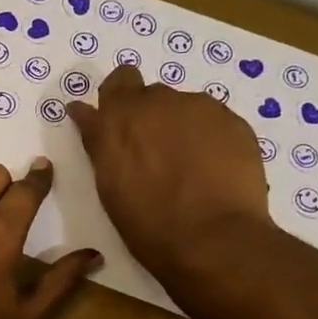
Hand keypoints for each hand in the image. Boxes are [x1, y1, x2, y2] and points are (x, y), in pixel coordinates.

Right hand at [70, 64, 268, 278]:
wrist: (212, 238)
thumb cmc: (146, 221)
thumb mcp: (107, 182)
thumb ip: (97, 139)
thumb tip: (81, 109)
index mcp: (121, 116)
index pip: (119, 80)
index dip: (121, 99)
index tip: (123, 126)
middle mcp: (160, 101)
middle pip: (154, 96)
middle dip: (152, 118)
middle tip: (155, 156)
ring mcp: (202, 108)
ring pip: (187, 109)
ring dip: (183, 129)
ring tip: (190, 168)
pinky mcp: (235, 122)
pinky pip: (216, 123)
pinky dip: (211, 140)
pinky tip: (213, 171)